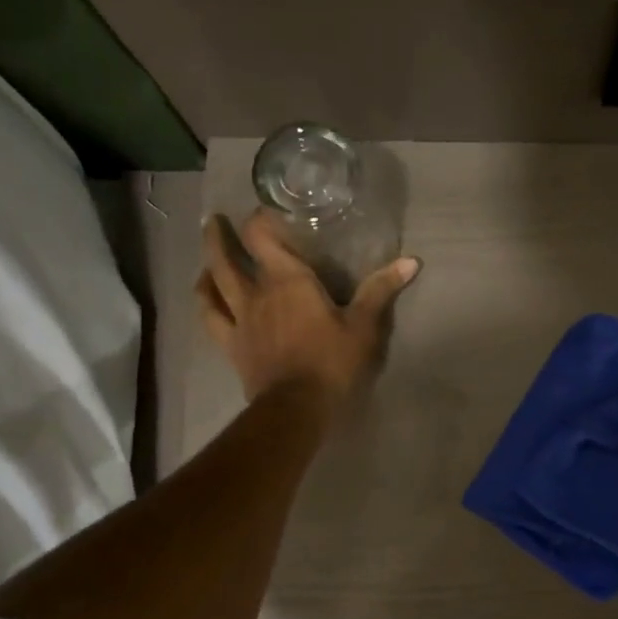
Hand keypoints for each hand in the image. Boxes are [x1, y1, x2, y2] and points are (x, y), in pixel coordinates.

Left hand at [196, 211, 420, 407]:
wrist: (297, 407)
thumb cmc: (332, 362)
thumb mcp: (363, 326)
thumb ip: (380, 290)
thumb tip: (411, 261)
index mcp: (287, 280)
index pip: (262, 236)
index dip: (259, 219)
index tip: (263, 211)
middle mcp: (256, 292)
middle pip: (226, 257)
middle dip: (220, 236)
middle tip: (214, 221)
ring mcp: (239, 319)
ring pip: (212, 285)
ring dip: (208, 265)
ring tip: (208, 258)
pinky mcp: (231, 345)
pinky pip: (211, 318)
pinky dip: (206, 303)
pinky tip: (206, 297)